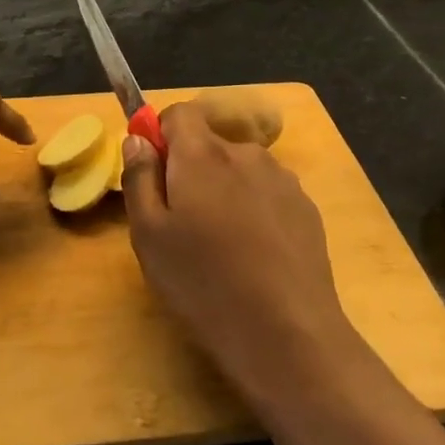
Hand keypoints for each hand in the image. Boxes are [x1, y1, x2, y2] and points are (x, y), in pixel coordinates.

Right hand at [120, 101, 352, 393]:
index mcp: (203, 154)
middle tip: (183, 225)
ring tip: (222, 247)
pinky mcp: (306, 208)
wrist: (286, 332)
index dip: (162, 136)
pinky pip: (268, 194)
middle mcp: (246, 153)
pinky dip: (255, 211)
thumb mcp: (149, 236)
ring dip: (225, 191)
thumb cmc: (203, 282)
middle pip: (210, 144)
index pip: (179, 113)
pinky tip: (255, 257)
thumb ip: (139, 178)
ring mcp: (283, 180)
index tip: (155, 175)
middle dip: (192, 171)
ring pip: (240, 170)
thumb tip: (138, 140)